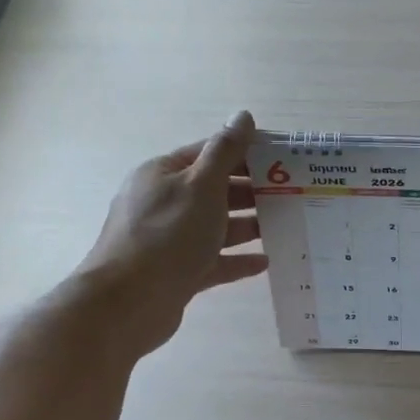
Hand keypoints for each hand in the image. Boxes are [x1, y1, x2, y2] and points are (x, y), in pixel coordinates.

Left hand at [76, 112, 267, 354]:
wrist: (127, 303)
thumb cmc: (167, 235)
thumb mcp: (201, 185)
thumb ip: (225, 151)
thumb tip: (242, 116)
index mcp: (164, 174)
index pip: (210, 152)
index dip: (246, 152)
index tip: (283, 159)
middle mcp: (163, 202)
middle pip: (214, 190)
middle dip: (252, 191)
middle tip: (292, 195)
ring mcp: (169, 240)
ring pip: (215, 226)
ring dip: (248, 225)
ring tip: (284, 226)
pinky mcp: (177, 273)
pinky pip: (213, 261)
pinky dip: (237, 259)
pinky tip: (266, 261)